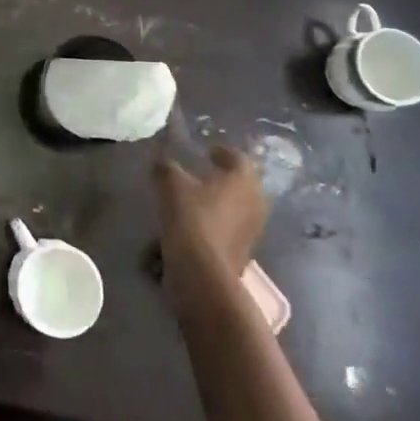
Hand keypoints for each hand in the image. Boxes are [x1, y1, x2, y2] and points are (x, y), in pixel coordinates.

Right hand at [156, 145, 268, 316]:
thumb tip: (164, 161)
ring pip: (241, 205)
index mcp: (243, 179)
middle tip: (206, 171)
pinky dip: (221, 219)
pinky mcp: (245, 250)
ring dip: (225, 199)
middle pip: (245, 182)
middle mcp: (256, 201)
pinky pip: (235, 226)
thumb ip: (168, 167)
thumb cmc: (191, 216)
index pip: (239, 157)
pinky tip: (201, 220)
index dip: (222, 151)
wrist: (202, 270)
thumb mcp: (170, 182)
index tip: (207, 150)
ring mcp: (254, 228)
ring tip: (201, 196)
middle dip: (227, 176)